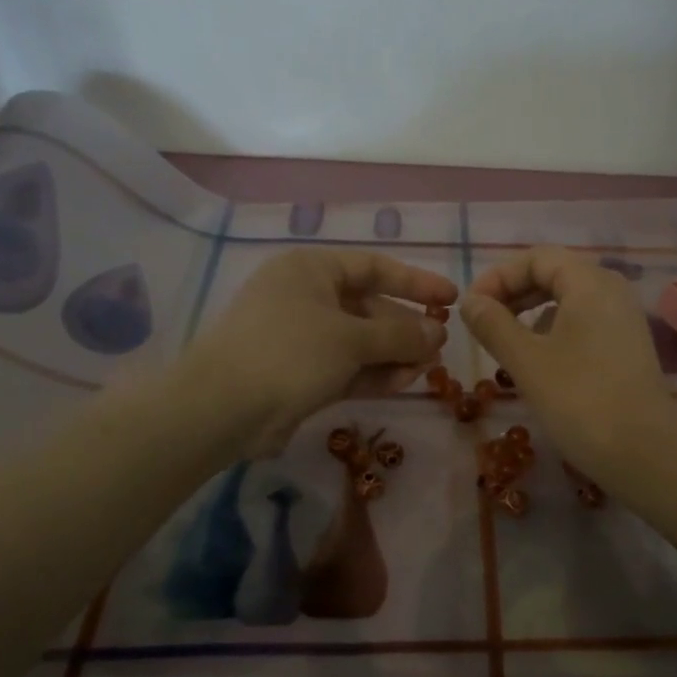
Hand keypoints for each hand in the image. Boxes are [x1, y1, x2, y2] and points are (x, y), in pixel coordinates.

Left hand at [176, 247, 455, 455]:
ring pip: (360, 342)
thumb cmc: (290, 353)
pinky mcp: (300, 374)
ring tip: (427, 370)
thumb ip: (401, 334)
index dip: (415, 282)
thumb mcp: (352, 338)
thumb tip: (438, 333)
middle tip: (439, 348)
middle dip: (405, 329)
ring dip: (393, 355)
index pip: (374, 268)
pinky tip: (403, 383)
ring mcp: (301, 338)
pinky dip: (374, 374)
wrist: (226, 408)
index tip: (450, 299)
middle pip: (369, 308)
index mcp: (311, 270)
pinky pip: (346, 367)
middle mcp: (305, 297)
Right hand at [459, 246, 676, 485]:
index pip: (536, 258)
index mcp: (589, 283)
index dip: (498, 277)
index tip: (470, 308)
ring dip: (531, 314)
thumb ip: (493, 325)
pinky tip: (538, 362)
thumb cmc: (580, 401)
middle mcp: (612, 290)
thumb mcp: (527, 362)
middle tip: (482, 325)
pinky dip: (553, 332)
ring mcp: (624, 320)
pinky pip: (583, 324)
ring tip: (504, 345)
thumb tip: (470, 302)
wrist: (644, 454)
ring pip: (568, 301)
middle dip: (513, 294)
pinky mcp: (627, 348)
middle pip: (554, 274)